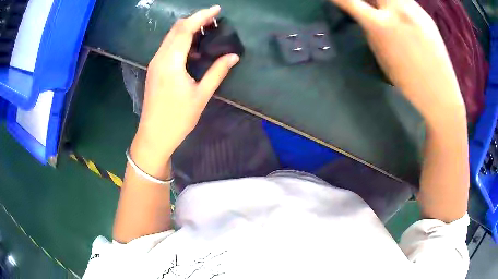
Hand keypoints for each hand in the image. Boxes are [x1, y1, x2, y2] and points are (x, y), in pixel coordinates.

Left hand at [131, 5, 239, 172]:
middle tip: (214, 20)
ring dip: (188, 29)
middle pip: (176, 29)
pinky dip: (181, 41)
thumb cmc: (178, 118)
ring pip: (170, 37)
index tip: (217, 10)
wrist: (154, 136)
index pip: (185, 29)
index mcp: (171, 62)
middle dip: (195, 20)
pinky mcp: (154, 69)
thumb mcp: (201, 95)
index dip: (202, 16)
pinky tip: (194, 49)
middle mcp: (160, 57)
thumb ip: (217, 72)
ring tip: (207, 32)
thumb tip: (233, 56)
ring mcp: (155, 63)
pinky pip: (167, 47)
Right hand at [330, 0, 465, 125]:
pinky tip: (401, 15)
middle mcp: (398, 10)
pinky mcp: (426, 14)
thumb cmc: (407, 81)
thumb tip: (363, 15)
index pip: (350, 1)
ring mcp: (415, 9)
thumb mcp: (381, 55)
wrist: (440, 92)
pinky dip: (397, 3)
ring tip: (383, 8)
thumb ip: (370, 29)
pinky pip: (405, 0)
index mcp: (382, 26)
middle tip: (366, 3)